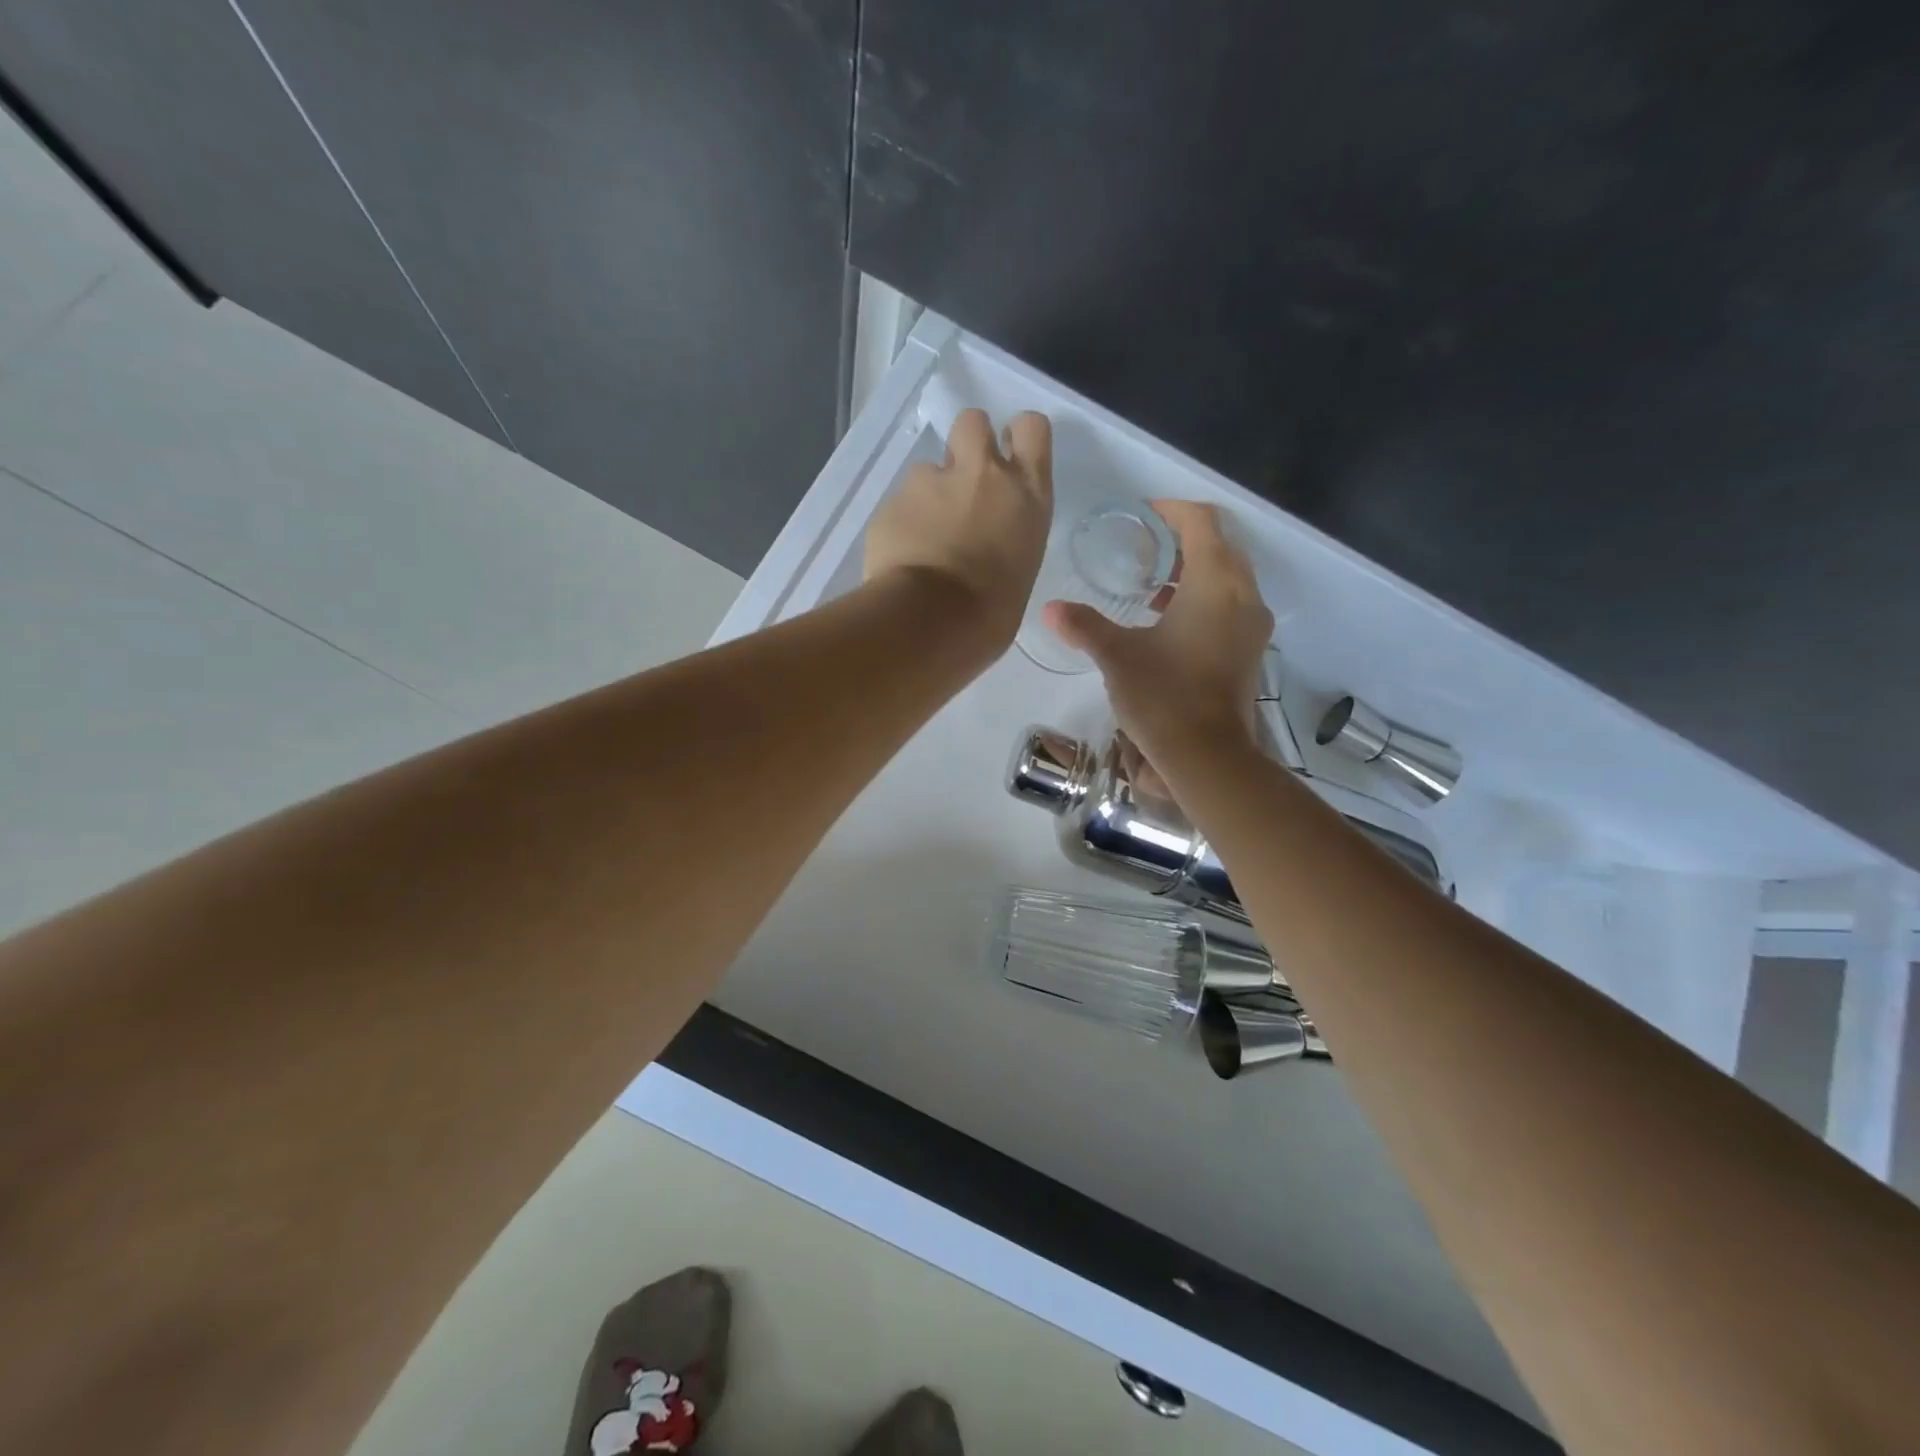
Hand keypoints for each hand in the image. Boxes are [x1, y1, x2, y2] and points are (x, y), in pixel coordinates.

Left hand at [864, 408, 1052, 654]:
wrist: (931, 622)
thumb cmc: (991, 614)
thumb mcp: (1020, 568)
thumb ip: (1007, 536)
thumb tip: (989, 543)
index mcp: (1026, 494)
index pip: (1032, 429)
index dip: (1018, 437)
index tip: (1010, 458)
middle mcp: (982, 474)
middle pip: (973, 422)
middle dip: (967, 444)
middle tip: (963, 485)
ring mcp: (931, 482)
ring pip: (928, 469)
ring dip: (929, 495)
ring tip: (925, 538)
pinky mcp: (892, 502)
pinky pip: (899, 504)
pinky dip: (901, 524)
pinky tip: (902, 557)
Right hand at [1044, 500, 1272, 764]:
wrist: (1207, 756)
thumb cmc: (1163, 696)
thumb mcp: (1117, 656)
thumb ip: (1084, 625)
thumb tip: (1050, 609)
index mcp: (1216, 583)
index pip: (1202, 522)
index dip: (1171, 511)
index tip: (1142, 517)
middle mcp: (1244, 595)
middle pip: (1220, 545)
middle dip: (1182, 540)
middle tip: (1142, 549)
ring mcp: (1252, 625)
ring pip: (1228, 577)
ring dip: (1194, 571)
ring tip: (1150, 585)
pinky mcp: (1250, 651)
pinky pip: (1231, 605)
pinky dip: (1203, 599)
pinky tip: (1167, 621)